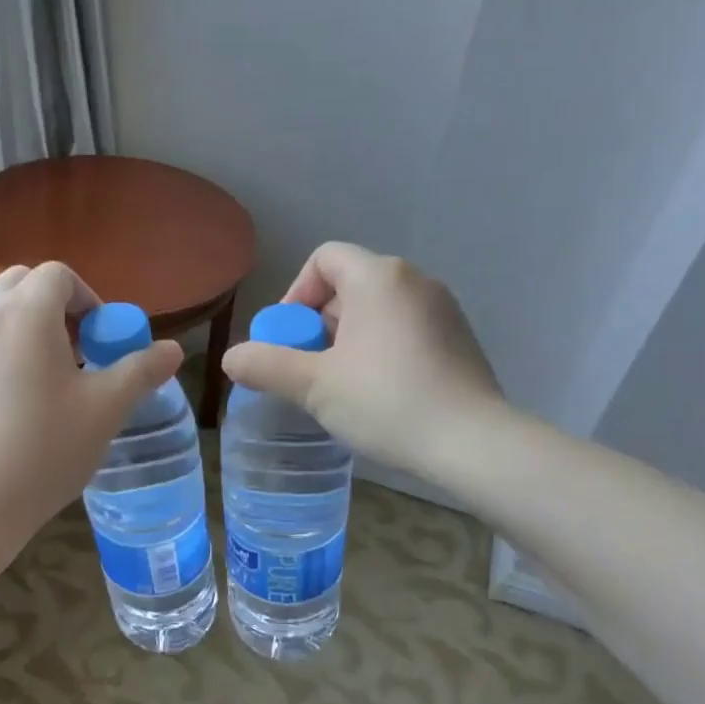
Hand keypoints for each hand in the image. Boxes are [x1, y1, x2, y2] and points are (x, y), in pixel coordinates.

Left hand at [0, 262, 183, 540]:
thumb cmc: (44, 448)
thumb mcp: (105, 410)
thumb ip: (141, 371)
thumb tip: (173, 349)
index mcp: (26, 313)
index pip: (58, 275)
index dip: (87, 298)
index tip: (99, 339)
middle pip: (18, 285)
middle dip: (50, 307)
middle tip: (73, 354)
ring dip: (20, 333)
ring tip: (40, 386)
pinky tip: (4, 414)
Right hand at [221, 243, 507, 479]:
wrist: (474, 443)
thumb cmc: (387, 402)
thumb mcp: (314, 385)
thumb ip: (266, 365)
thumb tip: (230, 358)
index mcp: (378, 278)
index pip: (323, 259)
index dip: (296, 293)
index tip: (289, 339)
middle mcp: (414, 280)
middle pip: (349, 285)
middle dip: (319, 323)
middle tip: (310, 369)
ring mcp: (442, 308)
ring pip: (377, 309)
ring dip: (348, 339)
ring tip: (341, 385)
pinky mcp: (459, 337)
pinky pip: (405, 328)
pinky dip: (381, 348)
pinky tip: (380, 392)